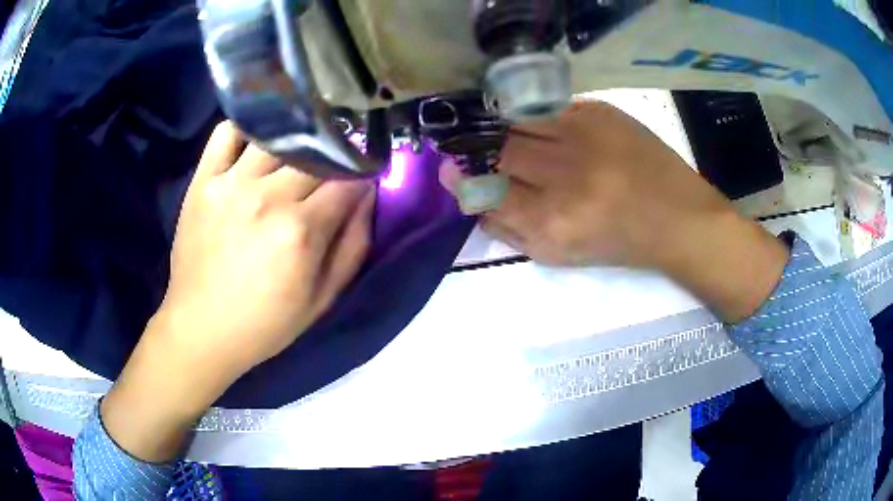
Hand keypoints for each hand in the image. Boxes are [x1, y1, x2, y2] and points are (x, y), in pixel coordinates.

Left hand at [102, 122, 374, 460]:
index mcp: (300, 230)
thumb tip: (368, 194)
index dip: (362, 172)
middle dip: (334, 155)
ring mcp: (230, 184)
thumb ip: (354, 244)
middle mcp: (267, 197)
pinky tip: (258, 140)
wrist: (201, 328)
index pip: (348, 178)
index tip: (363, 175)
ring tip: (301, 148)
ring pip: (277, 136)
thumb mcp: (323, 299)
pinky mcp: (203, 181)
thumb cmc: (266, 323)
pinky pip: (226, 133)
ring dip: (297, 139)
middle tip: (334, 163)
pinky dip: (246, 127)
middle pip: (316, 153)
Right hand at [443, 101, 788, 321]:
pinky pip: (550, 109)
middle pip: (498, 151)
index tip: (449, 170)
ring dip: (501, 129)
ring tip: (499, 135)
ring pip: (519, 122)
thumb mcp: (561, 256)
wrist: (678, 218)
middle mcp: (564, 175)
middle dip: (476, 150)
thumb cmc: (620, 244)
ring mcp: (584, 136)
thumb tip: (475, 203)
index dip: (461, 179)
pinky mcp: (601, 112)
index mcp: (553, 223)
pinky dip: (535, 117)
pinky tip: (537, 125)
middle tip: (470, 148)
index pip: (486, 192)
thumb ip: (513, 232)